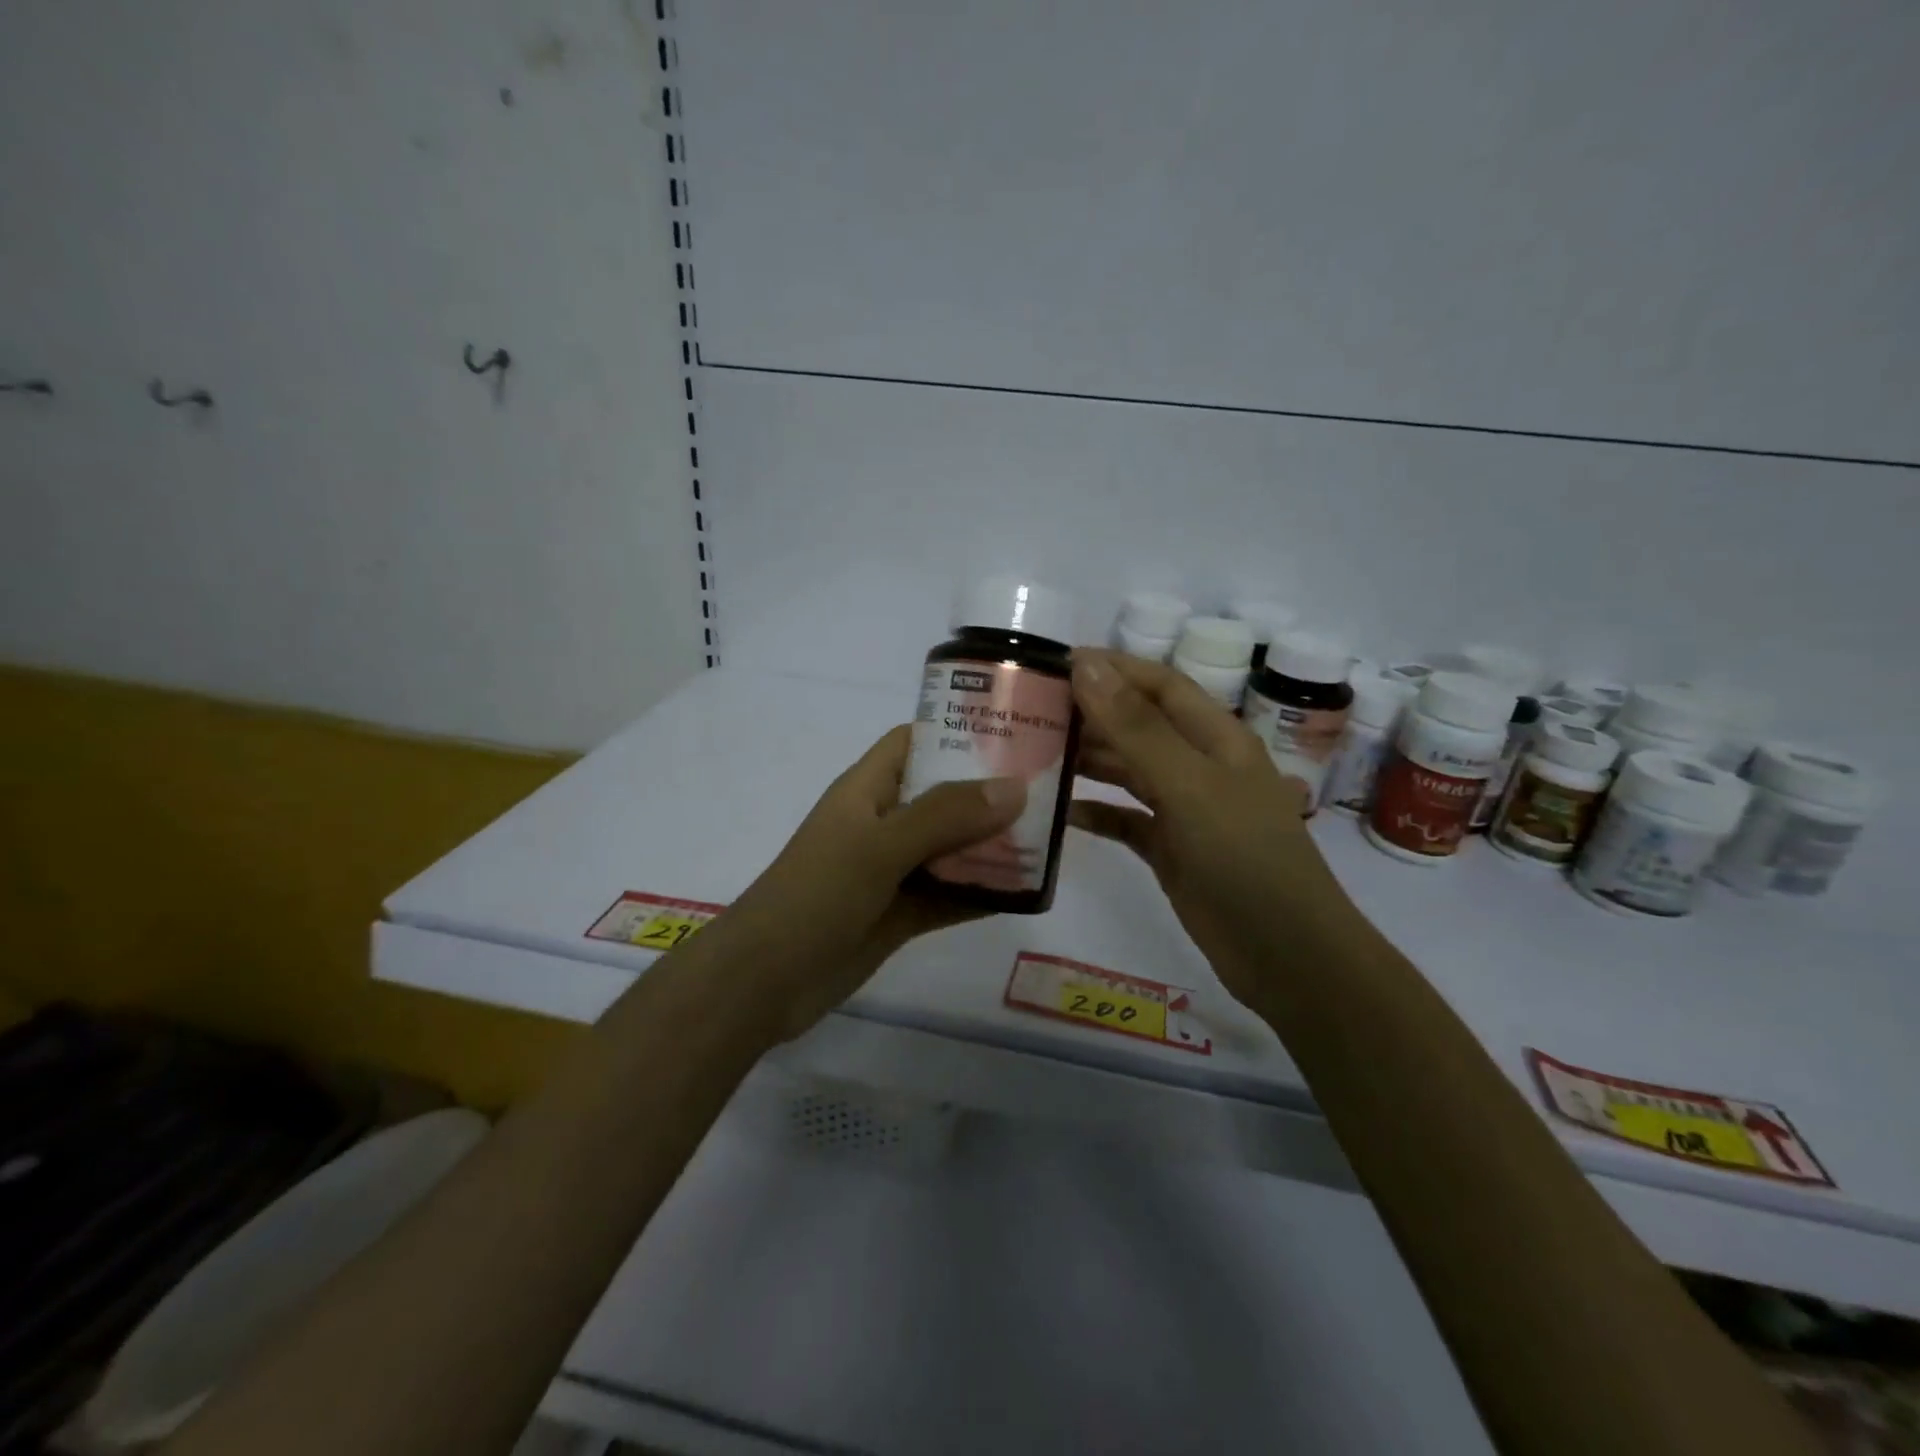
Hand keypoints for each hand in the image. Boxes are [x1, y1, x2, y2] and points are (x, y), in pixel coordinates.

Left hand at [713, 725, 1025, 1038]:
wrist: (764, 983)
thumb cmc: (816, 895)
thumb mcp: (879, 846)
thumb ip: (945, 816)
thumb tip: (1015, 787)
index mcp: (868, 790)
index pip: (915, 742)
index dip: (957, 730)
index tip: (1013, 731)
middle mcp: (883, 822)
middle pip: (943, 794)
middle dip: (989, 792)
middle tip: (1049, 788)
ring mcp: (892, 870)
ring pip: (951, 848)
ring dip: (991, 846)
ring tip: (1049, 838)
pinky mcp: (900, 914)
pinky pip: (950, 894)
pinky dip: (982, 892)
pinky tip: (1027, 893)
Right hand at [1069, 649, 1343, 1003]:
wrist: (1285, 955)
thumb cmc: (1244, 857)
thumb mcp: (1190, 785)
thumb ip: (1136, 727)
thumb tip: (1086, 665)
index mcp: (1216, 738)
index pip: (1160, 685)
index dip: (1113, 668)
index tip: (1055, 662)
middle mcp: (1200, 766)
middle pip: (1139, 726)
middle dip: (1091, 713)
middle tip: (1031, 710)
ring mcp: (1185, 810)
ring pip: (1128, 771)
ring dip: (1088, 760)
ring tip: (1034, 753)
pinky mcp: (1171, 850)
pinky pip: (1125, 820)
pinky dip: (1096, 813)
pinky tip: (1060, 811)